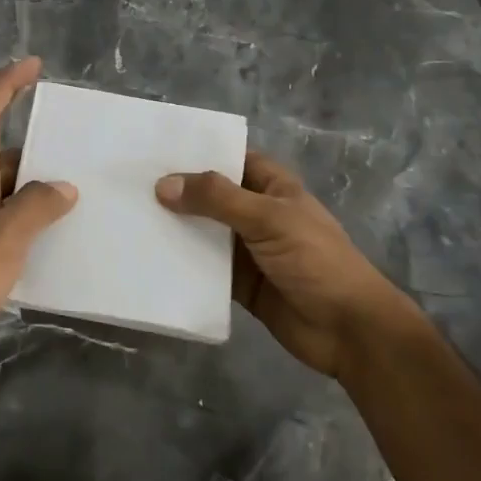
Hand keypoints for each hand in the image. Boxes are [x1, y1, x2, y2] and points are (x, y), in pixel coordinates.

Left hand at [0, 58, 76, 390]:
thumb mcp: (1, 240)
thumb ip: (34, 207)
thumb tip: (64, 187)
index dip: (4, 87)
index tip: (32, 65)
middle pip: (2, 156)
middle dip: (36, 143)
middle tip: (78, 145)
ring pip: (13, 194)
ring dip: (41, 187)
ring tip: (85, 189)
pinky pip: (17, 229)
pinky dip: (39, 225)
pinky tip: (66, 238)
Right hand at [155, 151, 409, 378]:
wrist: (350, 330)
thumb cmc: (316, 260)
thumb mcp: (268, 218)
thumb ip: (216, 199)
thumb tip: (163, 185)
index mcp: (273, 187)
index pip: (231, 159)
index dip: (199, 153)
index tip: (155, 149)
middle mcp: (258, 213)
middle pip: (212, 196)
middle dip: (179, 192)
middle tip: (130, 184)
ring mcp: (248, 250)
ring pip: (205, 232)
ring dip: (177, 229)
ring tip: (130, 218)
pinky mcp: (240, 284)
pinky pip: (205, 269)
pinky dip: (183, 265)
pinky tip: (150, 259)